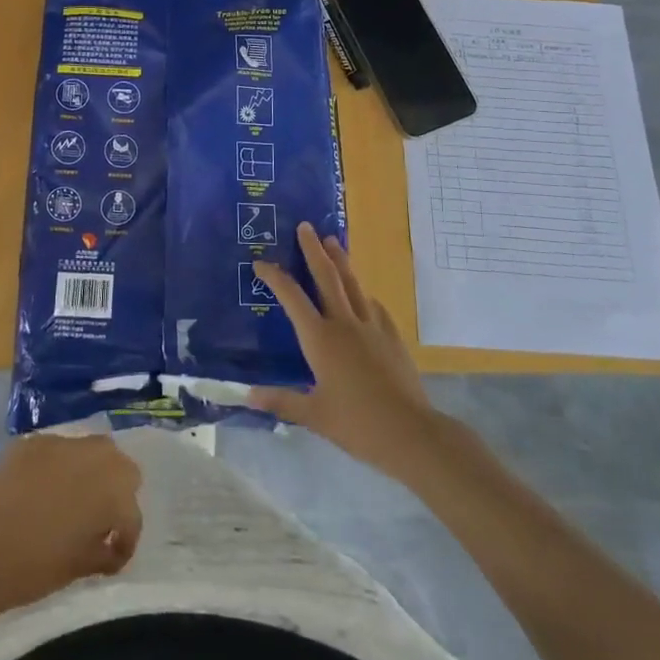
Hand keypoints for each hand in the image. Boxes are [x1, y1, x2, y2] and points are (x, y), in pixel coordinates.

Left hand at [0, 434, 142, 608]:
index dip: (125, 540)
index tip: (112, 557)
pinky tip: (40, 488)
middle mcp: (95, 456)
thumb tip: (109, 545)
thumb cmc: (35, 564)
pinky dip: (57, 466)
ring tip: (70, 498)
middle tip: (98, 518)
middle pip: (120, 466)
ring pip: (90, 449)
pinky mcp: (34, 440)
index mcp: (113, 490)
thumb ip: (103, 551)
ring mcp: (62, 442)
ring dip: (88, 471)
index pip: (132, 514)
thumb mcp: (78, 567)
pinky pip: (56, 450)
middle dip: (116, 490)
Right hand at [251, 224, 435, 477]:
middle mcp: (344, 324)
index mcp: (320, 339)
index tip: (261, 262)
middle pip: (327, 277)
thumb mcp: (313, 416)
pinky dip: (364, 295)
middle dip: (314, 250)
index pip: (292, 298)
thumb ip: (281, 401)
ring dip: (341, 260)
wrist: (411, 433)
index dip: (275, 277)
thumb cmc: (357, 424)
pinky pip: (374, 307)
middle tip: (305, 226)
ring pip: (353, 284)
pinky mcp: (392, 337)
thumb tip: (247, 395)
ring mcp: (371, 327)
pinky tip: (364, 295)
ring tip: (333, 240)